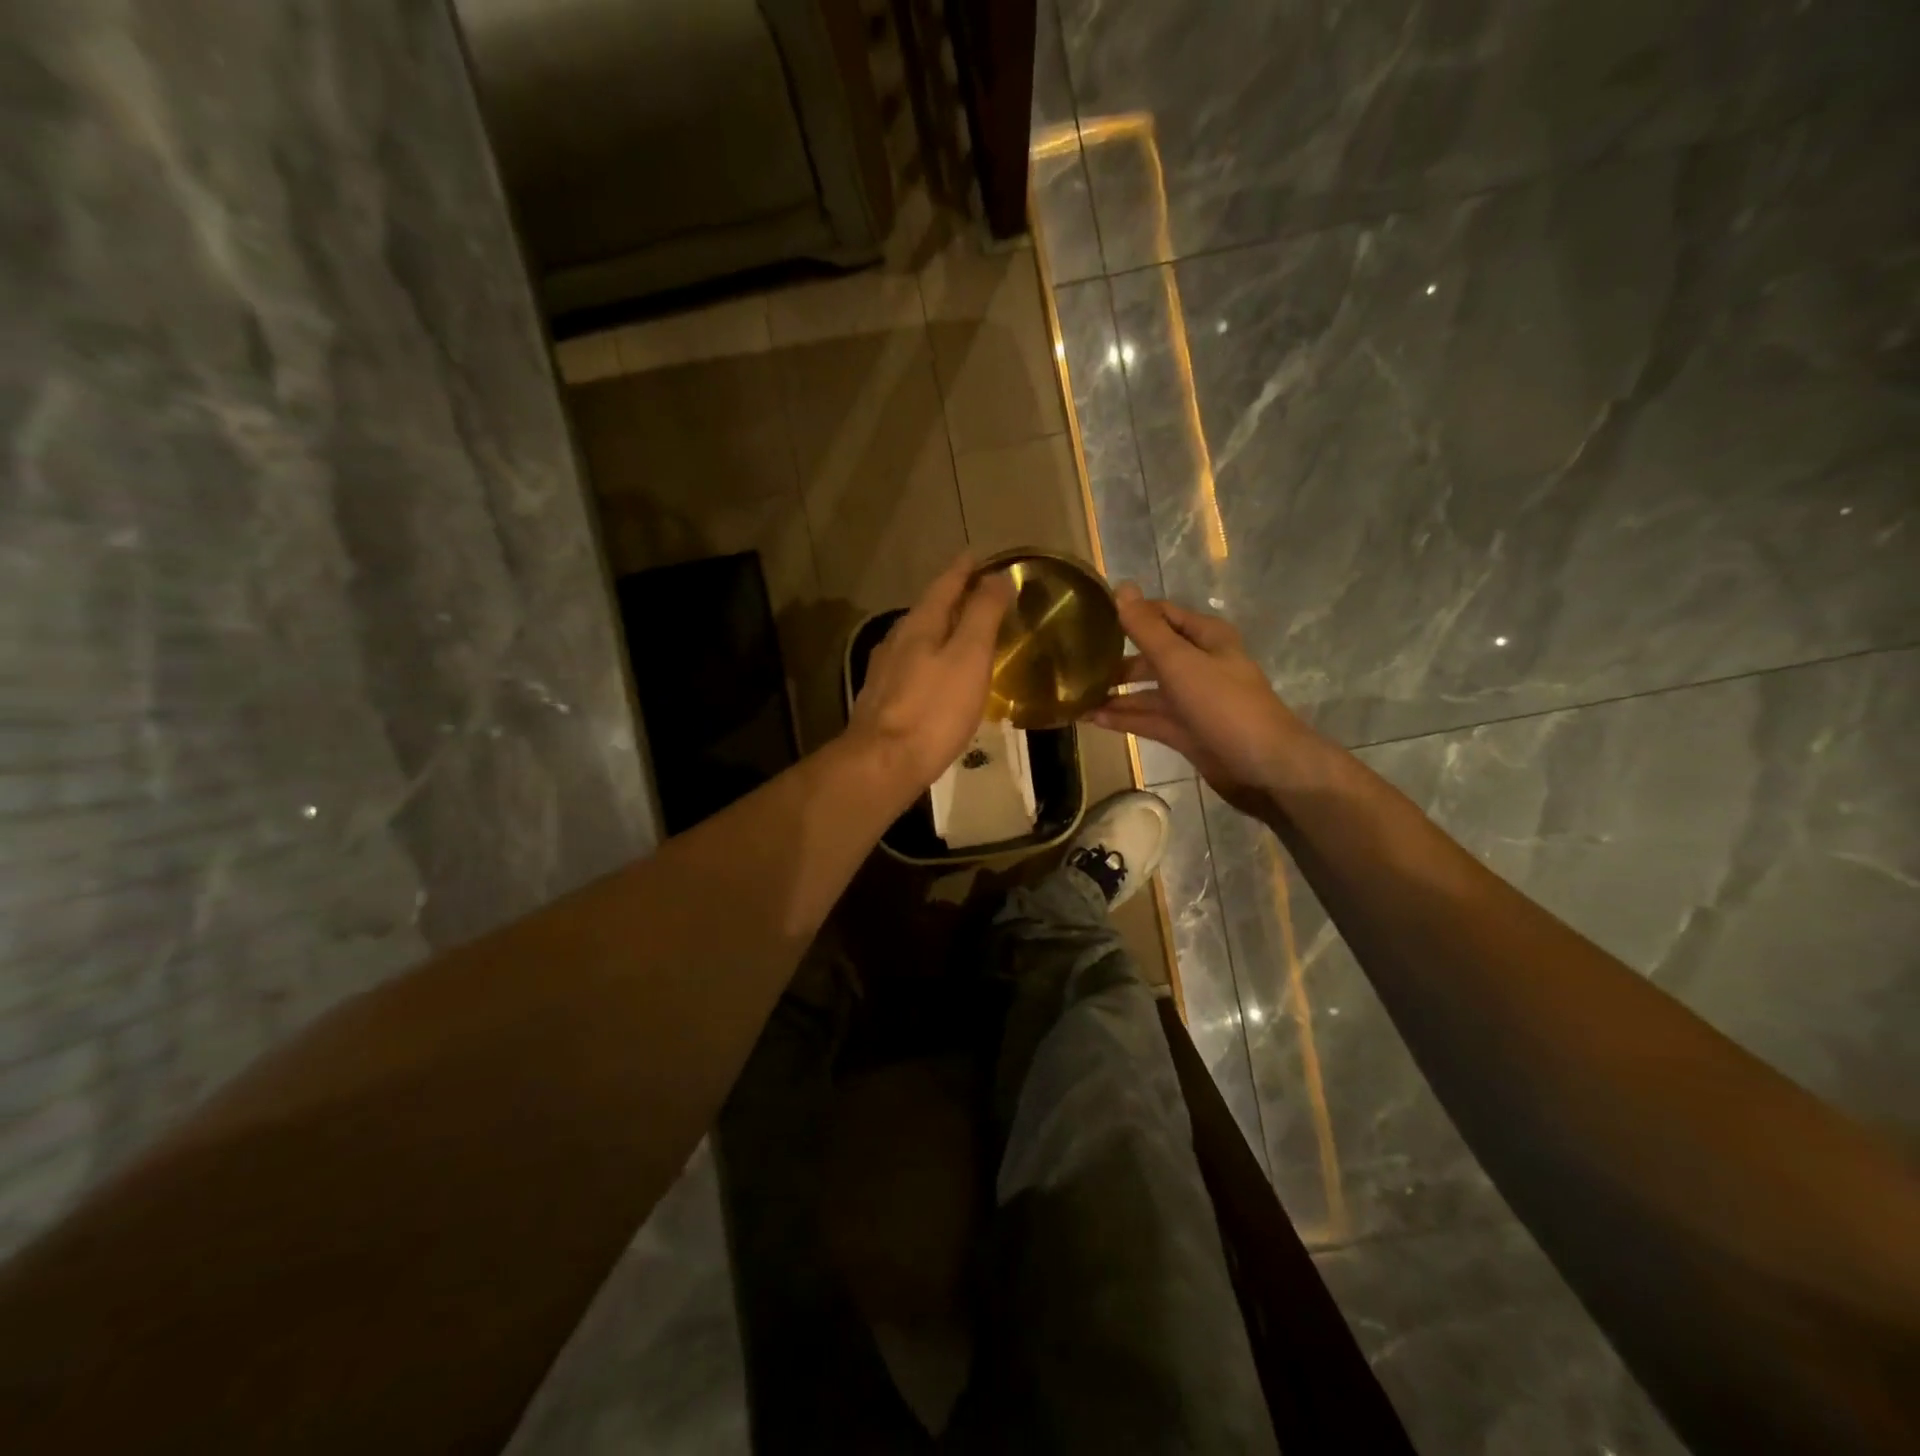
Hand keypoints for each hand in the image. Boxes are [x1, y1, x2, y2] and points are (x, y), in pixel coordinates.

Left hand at [845, 554, 1014, 801]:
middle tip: (977, 592)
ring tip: (961, 630)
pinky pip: (911, 663)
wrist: (884, 762)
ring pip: (917, 637)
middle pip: (928, 608)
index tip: (979, 556)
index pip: (945, 584)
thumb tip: (997, 576)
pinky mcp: (882, 697)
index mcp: (920, 624)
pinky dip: (930, 656)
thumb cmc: (934, 709)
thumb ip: (983, 615)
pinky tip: (937, 672)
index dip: (964, 569)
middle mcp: (897, 639)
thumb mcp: (969, 657)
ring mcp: (885, 669)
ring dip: (940, 627)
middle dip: (952, 597)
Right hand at [1088, 585, 1322, 817]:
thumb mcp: (1180, 662)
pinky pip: (1149, 718)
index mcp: (1205, 638)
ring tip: (1076, 695)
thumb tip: (1121, 587)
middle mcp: (1199, 664)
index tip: (1089, 619)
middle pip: (1151, 655)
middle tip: (1075, 663)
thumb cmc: (1224, 705)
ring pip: (1147, 691)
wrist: (1263, 767)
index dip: (1129, 614)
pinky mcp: (1186, 731)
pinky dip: (1124, 718)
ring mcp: (1192, 700)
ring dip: (1116, 692)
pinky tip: (1093, 719)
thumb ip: (1147, 629)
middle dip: (1117, 659)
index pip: (1161, 615)